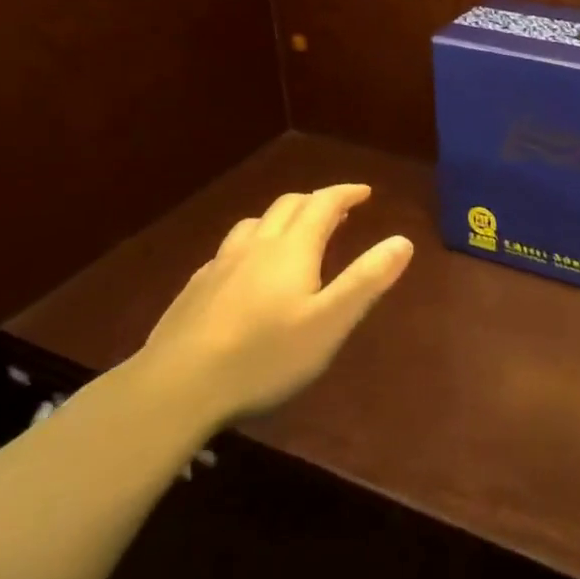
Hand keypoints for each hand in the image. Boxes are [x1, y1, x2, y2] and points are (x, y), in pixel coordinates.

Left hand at [136, 184, 412, 428]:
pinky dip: (252, 245)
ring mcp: (221, 265)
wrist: (176, 386)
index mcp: (292, 249)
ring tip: (294, 232)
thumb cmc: (265, 355)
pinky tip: (247, 269)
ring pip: (255, 224)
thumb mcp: (330, 322)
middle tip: (338, 210)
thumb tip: (403, 240)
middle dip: (317, 201)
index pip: (323, 204)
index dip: (346, 193)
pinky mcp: (196, 288)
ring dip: (282, 218)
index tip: (364, 191)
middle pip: (288, 206)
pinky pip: (230, 250)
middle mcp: (256, 246)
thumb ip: (367, 279)